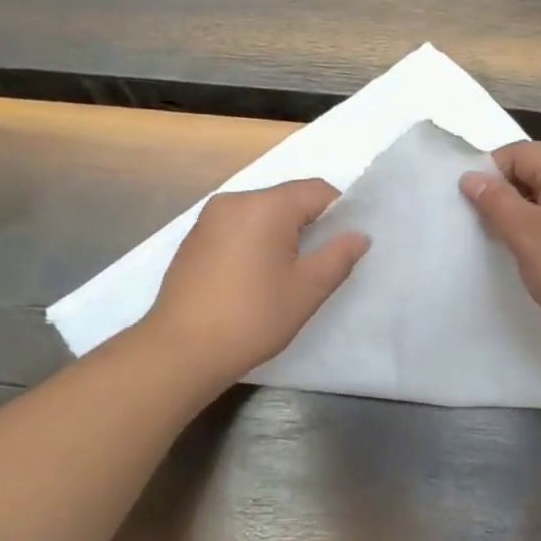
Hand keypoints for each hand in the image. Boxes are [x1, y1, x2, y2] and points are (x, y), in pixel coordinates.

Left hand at [142, 179, 368, 384]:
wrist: (182, 349)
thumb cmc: (253, 317)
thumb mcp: (307, 290)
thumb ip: (338, 256)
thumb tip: (358, 236)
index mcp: (265, 205)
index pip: (316, 191)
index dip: (339, 213)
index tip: (344, 247)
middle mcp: (234, 201)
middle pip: (286, 200)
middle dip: (309, 226)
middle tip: (318, 266)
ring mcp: (208, 219)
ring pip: (260, 216)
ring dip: (280, 237)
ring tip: (285, 277)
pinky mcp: (193, 241)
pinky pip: (236, 230)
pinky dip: (253, 245)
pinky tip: (252, 281)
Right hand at [460, 142, 540, 349]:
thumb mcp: (526, 234)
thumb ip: (495, 202)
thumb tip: (471, 177)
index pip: (518, 153)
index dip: (490, 176)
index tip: (474, 209)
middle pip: (537, 171)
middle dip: (508, 196)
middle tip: (489, 230)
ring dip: (528, 214)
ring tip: (514, 245)